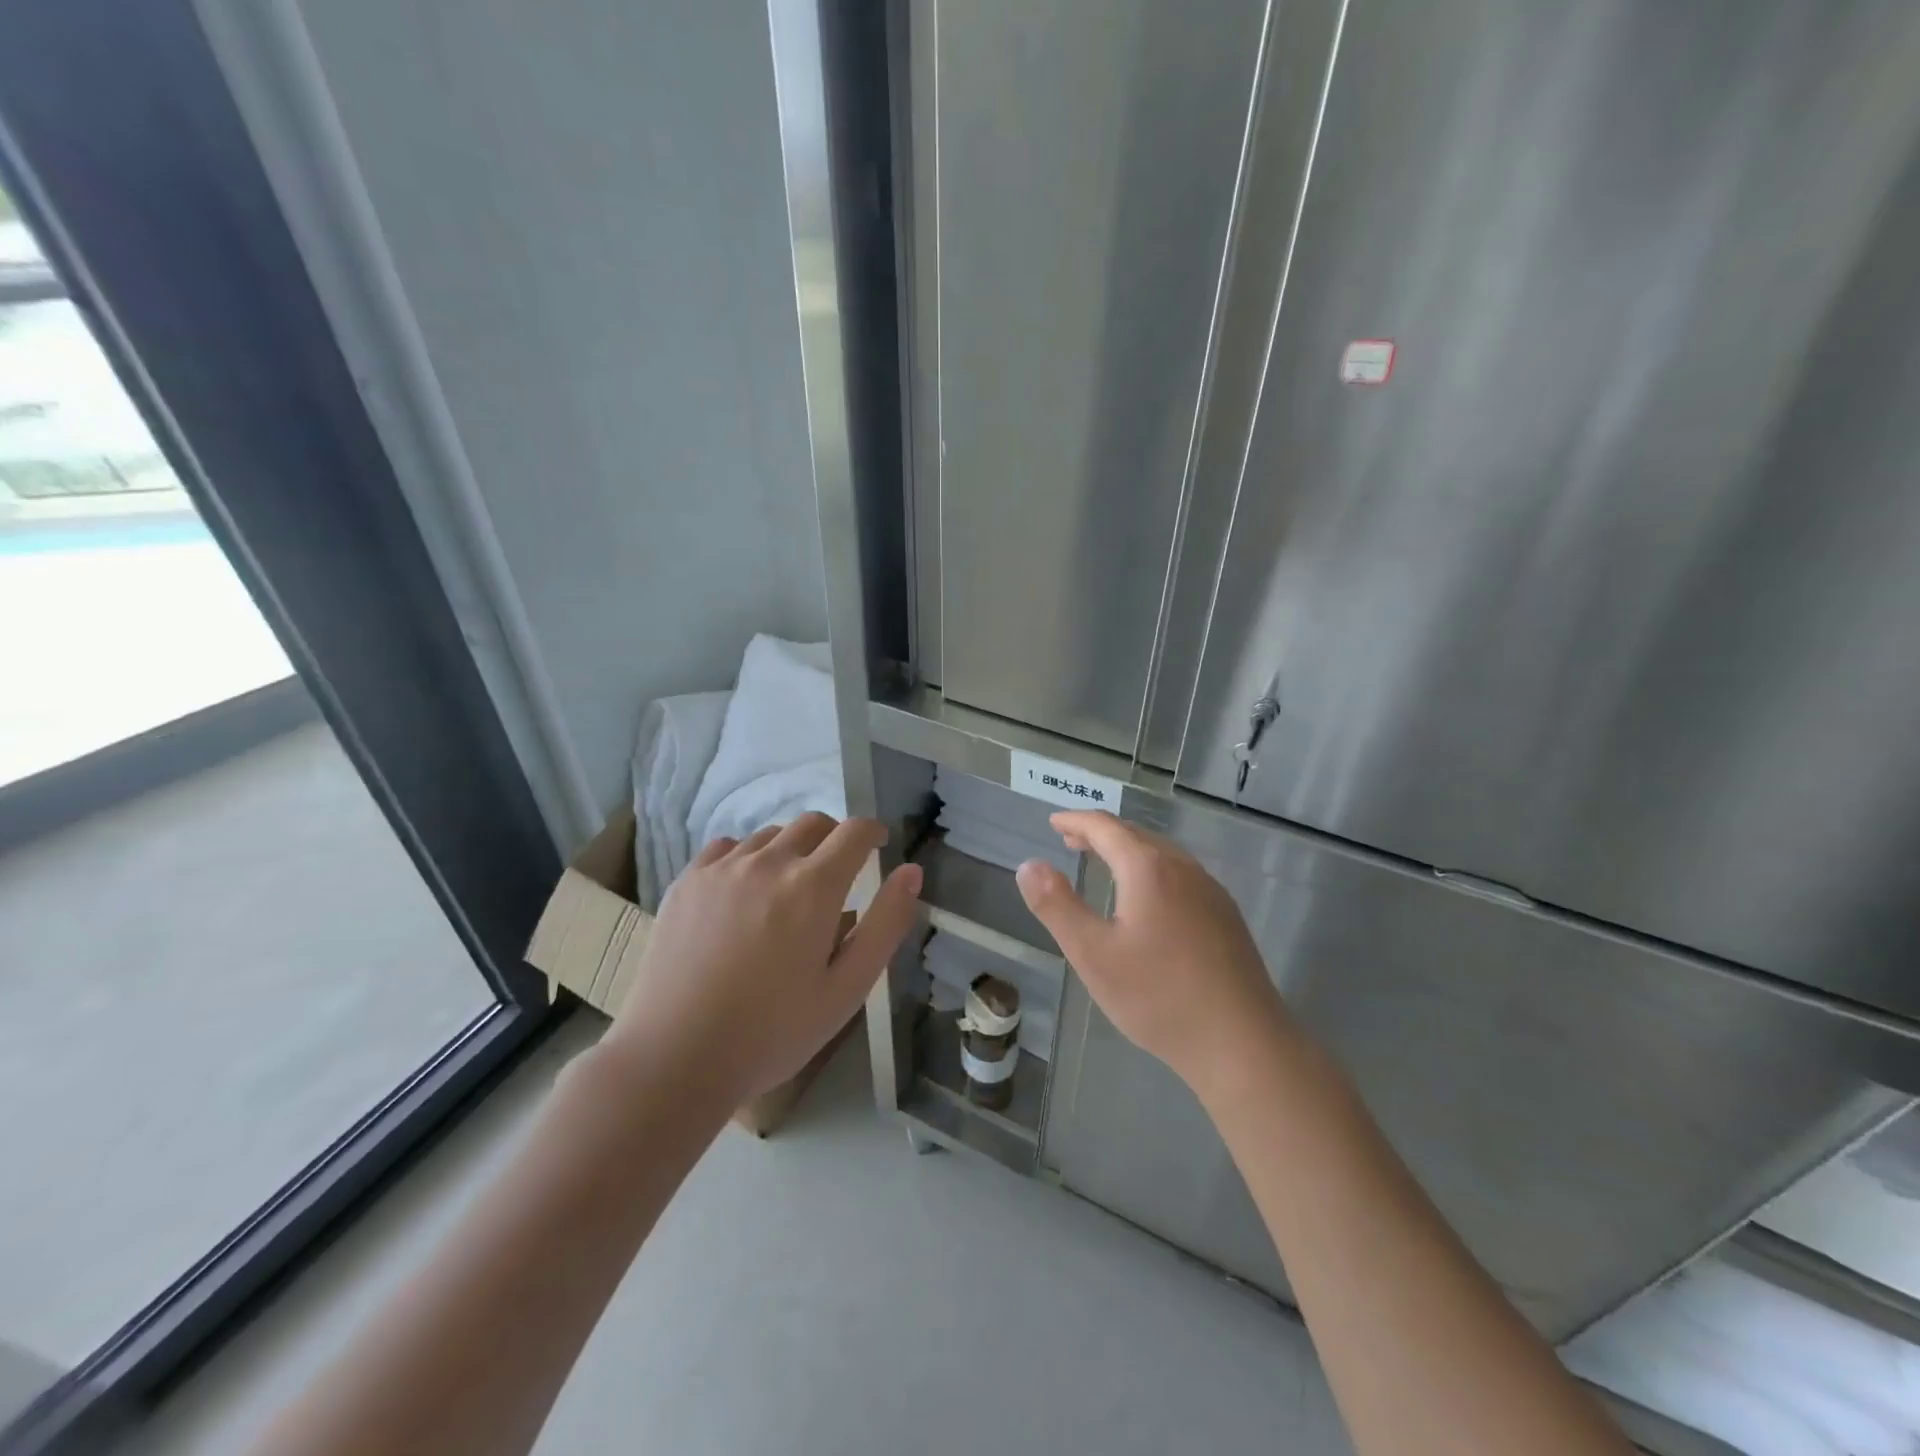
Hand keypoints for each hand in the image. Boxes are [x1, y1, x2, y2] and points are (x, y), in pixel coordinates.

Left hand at [600, 813, 921, 1109]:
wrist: (674, 1058)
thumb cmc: (773, 1032)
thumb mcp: (846, 989)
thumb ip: (885, 925)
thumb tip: (911, 872)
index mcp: (814, 887)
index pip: (854, 832)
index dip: (873, 832)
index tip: (878, 846)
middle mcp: (769, 862)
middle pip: (813, 823)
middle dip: (835, 838)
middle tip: (837, 874)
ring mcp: (722, 868)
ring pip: (770, 835)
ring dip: (791, 849)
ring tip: (787, 891)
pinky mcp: (687, 881)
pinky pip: (727, 847)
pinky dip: (747, 858)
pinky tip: (742, 893)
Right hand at [1015, 811, 1289, 1104]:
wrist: (1242, 1043)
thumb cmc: (1158, 997)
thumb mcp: (1092, 954)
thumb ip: (1056, 906)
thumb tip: (1029, 865)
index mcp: (1148, 868)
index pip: (1105, 828)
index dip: (1076, 821)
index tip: (1054, 821)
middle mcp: (1183, 868)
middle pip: (1136, 835)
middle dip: (1100, 833)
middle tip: (1071, 840)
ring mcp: (1210, 891)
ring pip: (1162, 854)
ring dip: (1128, 850)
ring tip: (1105, 863)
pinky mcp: (1226, 916)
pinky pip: (1180, 874)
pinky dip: (1151, 869)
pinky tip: (1148, 899)